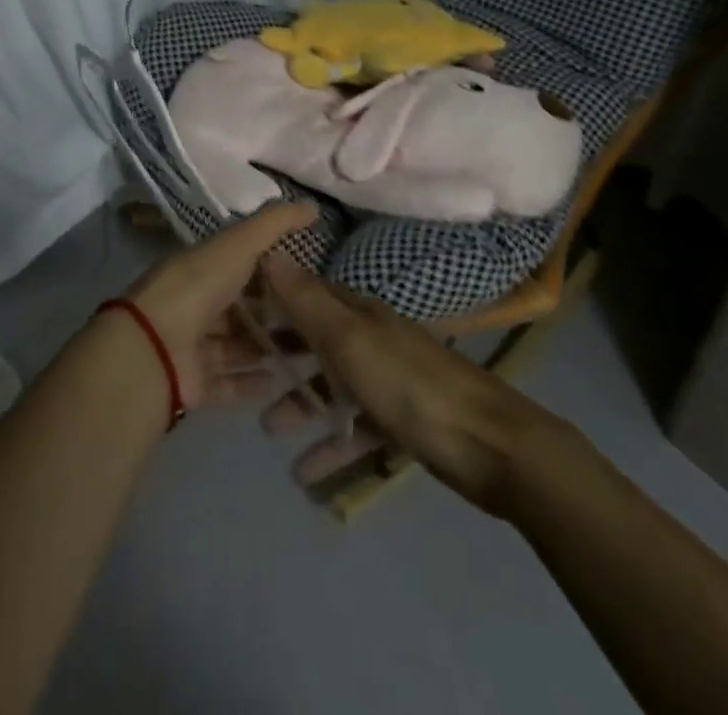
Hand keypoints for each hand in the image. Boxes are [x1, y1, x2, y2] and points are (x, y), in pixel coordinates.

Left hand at [122, 201, 318, 410]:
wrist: (155, 345)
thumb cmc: (198, 286)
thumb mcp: (238, 244)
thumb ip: (274, 224)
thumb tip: (312, 207)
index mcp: (202, 267)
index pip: (240, 265)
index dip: (271, 269)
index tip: (308, 277)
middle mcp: (196, 304)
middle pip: (240, 309)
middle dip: (274, 314)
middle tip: (316, 322)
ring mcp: (194, 346)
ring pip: (237, 347)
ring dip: (267, 349)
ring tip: (309, 354)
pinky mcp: (195, 383)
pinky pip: (229, 383)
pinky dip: (252, 383)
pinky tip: (282, 383)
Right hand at [260, 252, 541, 504]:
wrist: (492, 446)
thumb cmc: (410, 385)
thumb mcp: (350, 339)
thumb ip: (308, 302)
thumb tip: (270, 251)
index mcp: (360, 313)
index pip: (307, 295)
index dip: (273, 300)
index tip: (235, 312)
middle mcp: (372, 339)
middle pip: (317, 341)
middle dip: (282, 356)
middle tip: (244, 374)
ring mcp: (389, 381)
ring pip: (334, 387)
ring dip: (302, 405)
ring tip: (269, 431)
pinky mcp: (404, 423)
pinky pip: (358, 430)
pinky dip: (333, 447)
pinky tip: (306, 476)